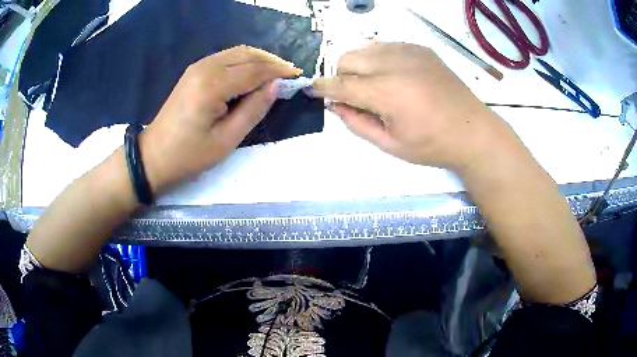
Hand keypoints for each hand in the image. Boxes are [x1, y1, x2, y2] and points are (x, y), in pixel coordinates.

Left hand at [140, 46, 301, 192]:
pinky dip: (243, 62)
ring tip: (275, 74)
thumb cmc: (189, 155)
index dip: (279, 71)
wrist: (153, 157)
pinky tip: (251, 74)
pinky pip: (225, 58)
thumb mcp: (227, 139)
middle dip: (271, 61)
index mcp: (213, 85)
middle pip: (247, 54)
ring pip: (237, 53)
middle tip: (289, 74)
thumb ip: (254, 109)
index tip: (298, 76)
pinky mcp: (193, 71)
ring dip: (258, 59)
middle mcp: (205, 68)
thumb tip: (275, 86)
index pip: (254, 70)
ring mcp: (197, 67)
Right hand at [312, 43, 511, 172]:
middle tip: (354, 96)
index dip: (322, 88)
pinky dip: (380, 58)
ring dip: (360, 65)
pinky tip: (394, 75)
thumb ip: (357, 123)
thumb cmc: (432, 145)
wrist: (472, 131)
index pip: (341, 84)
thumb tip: (335, 105)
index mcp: (387, 92)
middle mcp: (394, 64)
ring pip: (365, 48)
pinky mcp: (421, 49)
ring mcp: (409, 52)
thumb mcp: (390, 145)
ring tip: (375, 85)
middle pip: (347, 58)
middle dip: (342, 76)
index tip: (312, 91)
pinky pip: (387, 46)